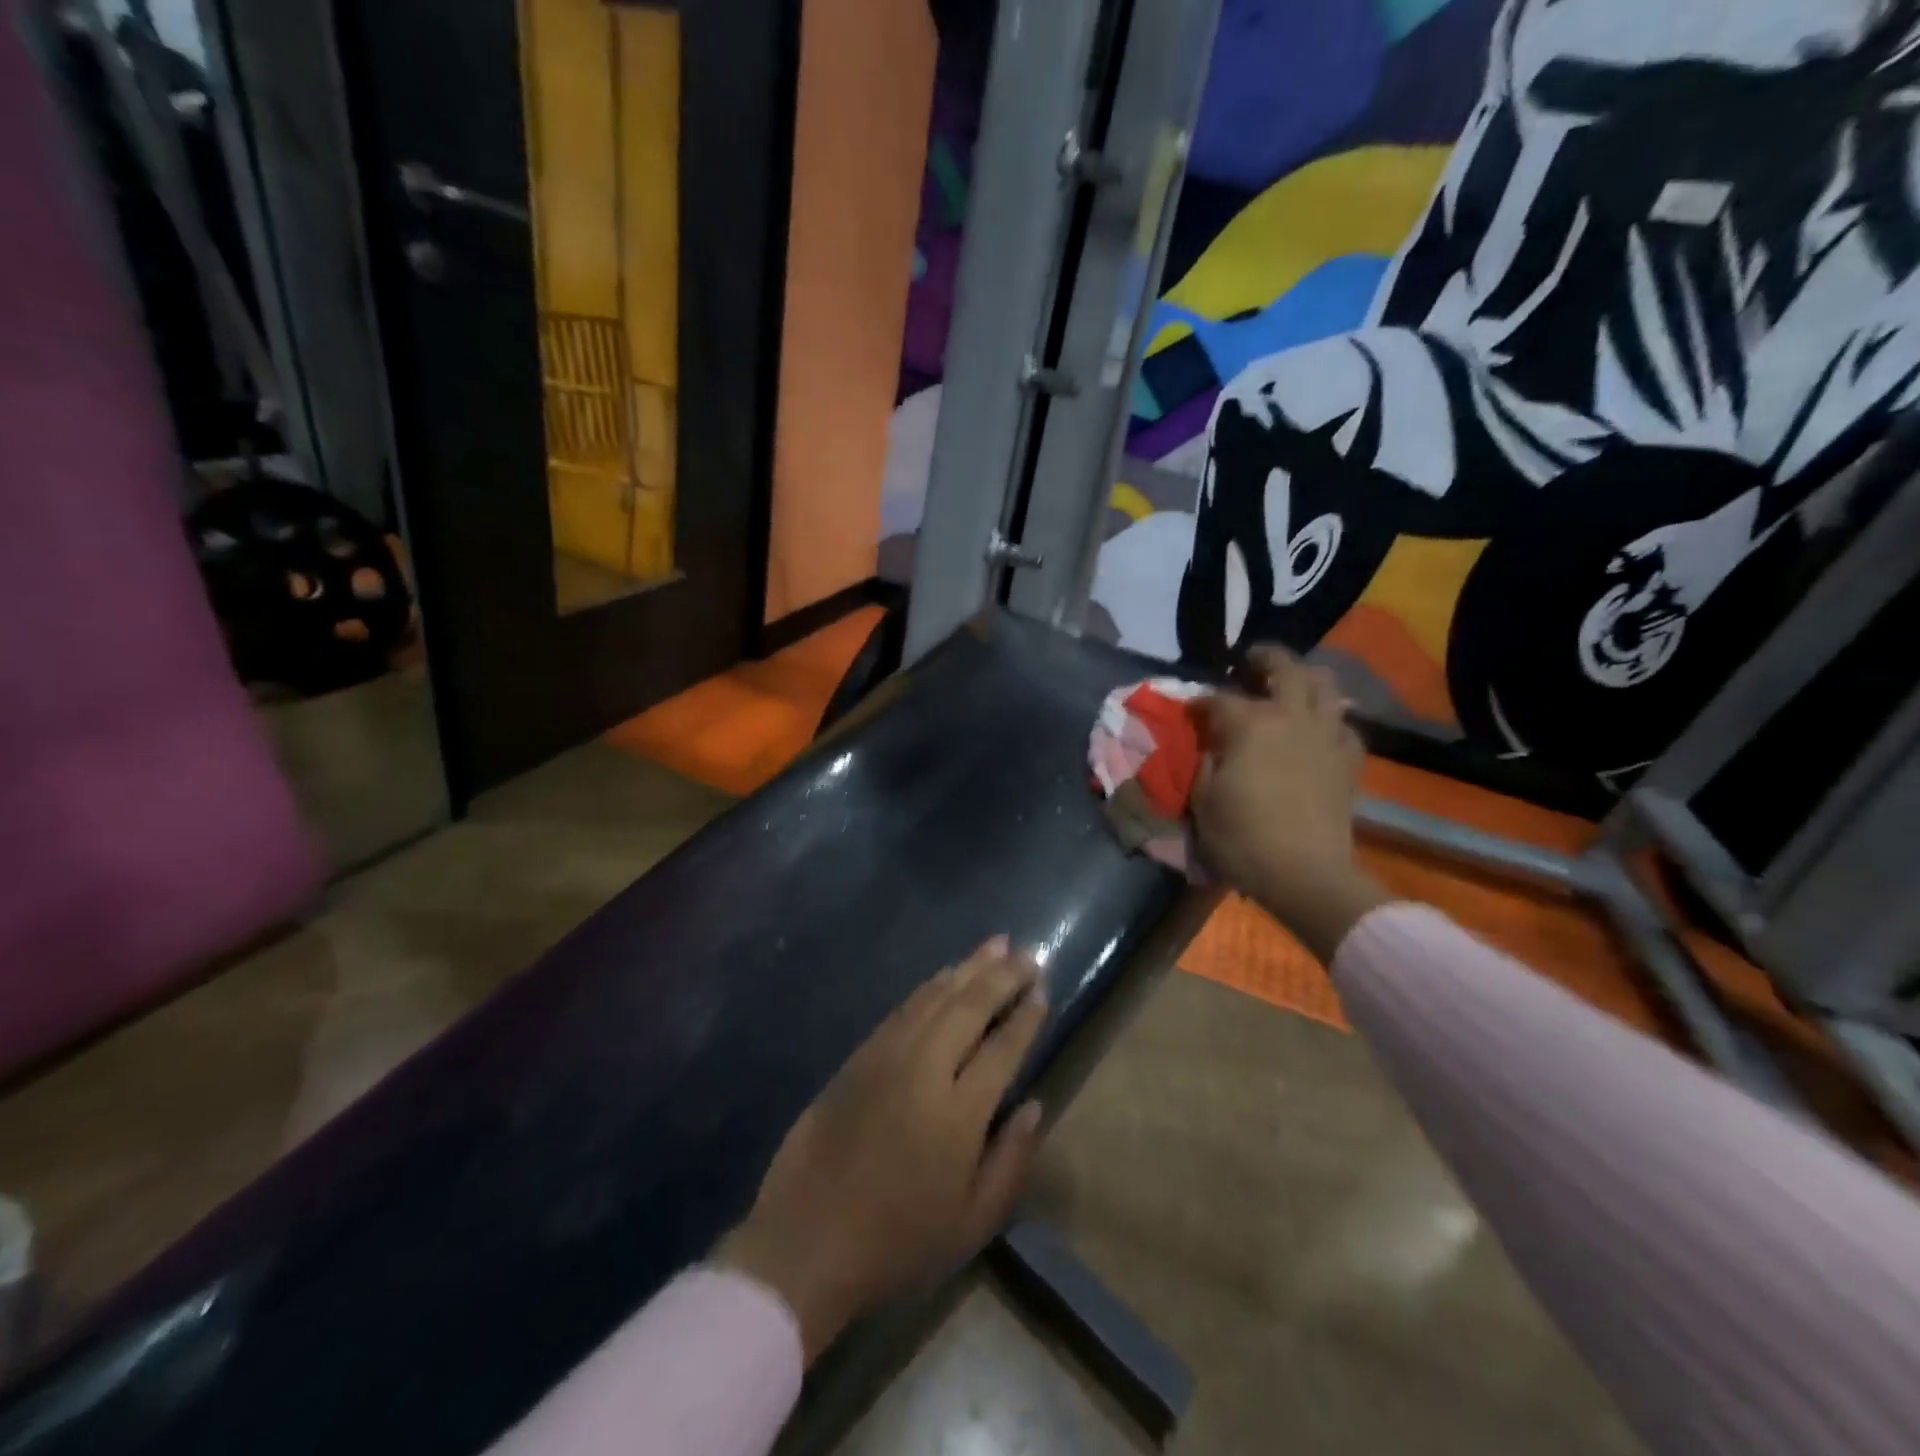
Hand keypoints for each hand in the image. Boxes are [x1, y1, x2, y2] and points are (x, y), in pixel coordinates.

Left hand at [717, 939, 1048, 1362]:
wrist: (806, 1242)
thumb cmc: (897, 1243)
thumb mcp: (971, 1225)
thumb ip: (1011, 1160)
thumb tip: (1036, 1105)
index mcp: (959, 1114)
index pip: (1002, 1048)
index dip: (1026, 1016)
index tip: (1042, 989)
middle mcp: (925, 1070)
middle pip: (970, 1007)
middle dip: (1002, 976)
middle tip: (1028, 954)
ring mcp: (887, 1057)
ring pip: (935, 996)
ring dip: (968, 967)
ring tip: (996, 946)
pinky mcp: (859, 1056)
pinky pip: (903, 1008)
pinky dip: (930, 986)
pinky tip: (945, 975)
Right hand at [1193, 647, 1389, 962]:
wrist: (1305, 874)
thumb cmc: (1242, 838)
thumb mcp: (1202, 799)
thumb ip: (1205, 760)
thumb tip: (1211, 743)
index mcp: (1251, 724)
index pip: (1219, 698)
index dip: (1200, 702)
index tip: (1190, 711)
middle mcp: (1292, 716)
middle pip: (1284, 667)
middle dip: (1263, 657)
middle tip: (1249, 660)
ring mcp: (1326, 734)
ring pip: (1325, 684)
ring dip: (1304, 677)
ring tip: (1288, 684)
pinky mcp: (1349, 758)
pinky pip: (1343, 723)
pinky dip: (1328, 717)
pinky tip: (1316, 729)